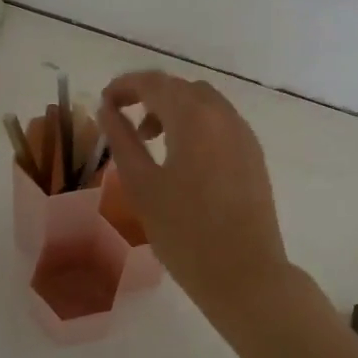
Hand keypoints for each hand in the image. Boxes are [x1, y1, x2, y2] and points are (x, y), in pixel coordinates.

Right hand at [97, 71, 292, 320]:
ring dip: (174, 109)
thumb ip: (122, 140)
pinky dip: (196, 125)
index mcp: (194, 117)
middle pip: (181, 88)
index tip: (104, 102)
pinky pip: (221, 122)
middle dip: (149, 96)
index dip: (125, 86)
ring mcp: (244, 134)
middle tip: (123, 121)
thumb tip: (108, 110)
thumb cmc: (185, 232)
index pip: (154, 83)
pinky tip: (183, 158)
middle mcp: (223, 115)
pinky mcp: (254, 154)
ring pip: (204, 103)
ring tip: (152, 141)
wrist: (245, 274)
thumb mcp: (142, 185)